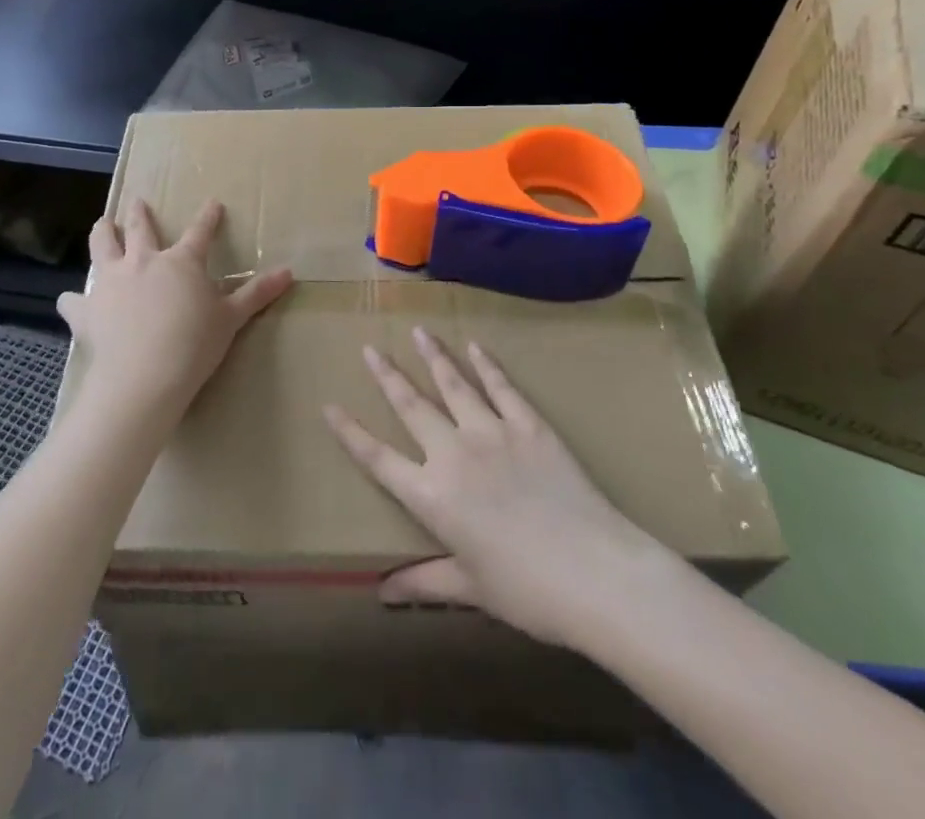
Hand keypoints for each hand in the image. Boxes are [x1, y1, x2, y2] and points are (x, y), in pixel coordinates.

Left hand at [58, 199, 292, 425]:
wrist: (144, 376)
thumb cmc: (194, 345)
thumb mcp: (231, 319)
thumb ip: (257, 294)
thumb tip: (289, 272)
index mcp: (181, 262)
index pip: (200, 232)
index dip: (208, 217)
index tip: (212, 203)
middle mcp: (143, 261)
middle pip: (140, 228)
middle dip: (140, 213)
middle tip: (138, 202)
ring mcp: (111, 281)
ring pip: (103, 246)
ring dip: (103, 232)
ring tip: (102, 224)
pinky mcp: (87, 308)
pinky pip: (75, 300)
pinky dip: (74, 299)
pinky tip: (71, 300)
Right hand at [324, 327, 668, 649]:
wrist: (595, 573)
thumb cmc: (528, 591)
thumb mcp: (470, 588)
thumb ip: (424, 582)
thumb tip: (382, 592)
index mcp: (431, 496)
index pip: (377, 458)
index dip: (349, 432)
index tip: (328, 406)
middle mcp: (452, 454)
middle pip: (410, 405)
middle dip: (387, 375)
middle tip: (371, 348)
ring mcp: (491, 432)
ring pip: (453, 384)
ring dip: (433, 356)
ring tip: (418, 331)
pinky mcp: (528, 425)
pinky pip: (502, 387)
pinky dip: (487, 365)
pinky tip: (476, 346)